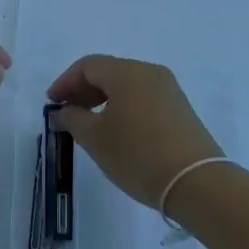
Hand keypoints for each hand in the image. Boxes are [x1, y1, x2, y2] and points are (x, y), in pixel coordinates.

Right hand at [47, 56, 224, 207]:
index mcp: (126, 72)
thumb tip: (64, 111)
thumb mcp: (96, 139)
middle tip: (67, 114)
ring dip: (104, 100)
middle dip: (84, 90)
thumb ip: (74, 120)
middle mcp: (149, 71)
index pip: (88, 66)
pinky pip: (143, 98)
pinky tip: (117, 131)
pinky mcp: (180, 108)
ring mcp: (168, 89)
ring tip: (89, 126)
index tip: (51, 103)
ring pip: (127, 85)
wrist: (197, 182)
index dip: (65, 82)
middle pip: (109, 72)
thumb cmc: (138, 155)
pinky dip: (124, 107)